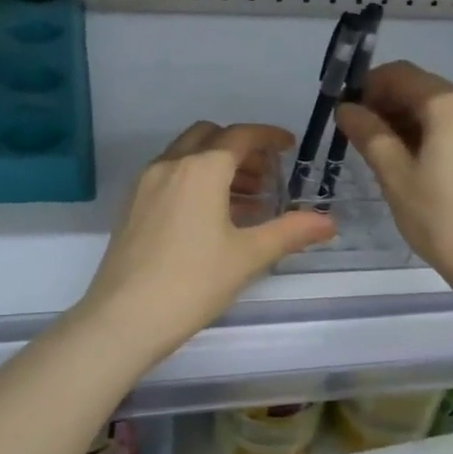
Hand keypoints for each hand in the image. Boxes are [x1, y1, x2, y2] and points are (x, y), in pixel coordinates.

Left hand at [78, 122, 334, 362]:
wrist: (124, 317)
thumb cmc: (193, 282)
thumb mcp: (248, 257)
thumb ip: (290, 232)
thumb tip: (328, 222)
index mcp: (201, 169)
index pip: (240, 136)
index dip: (268, 136)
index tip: (288, 146)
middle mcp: (169, 165)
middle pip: (209, 137)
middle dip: (240, 148)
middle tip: (265, 177)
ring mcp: (145, 184)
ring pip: (186, 156)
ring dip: (216, 165)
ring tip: (245, 202)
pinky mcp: (131, 206)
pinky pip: (169, 177)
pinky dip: (194, 181)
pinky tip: (210, 218)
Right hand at [335, 62, 452, 296]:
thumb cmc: (442, 219)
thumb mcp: (395, 176)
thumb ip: (369, 135)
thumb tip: (347, 109)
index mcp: (450, 105)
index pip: (400, 74)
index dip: (367, 87)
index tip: (347, 116)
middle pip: (422, 90)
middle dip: (387, 106)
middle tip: (360, 141)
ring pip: (440, 112)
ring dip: (407, 124)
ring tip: (385, 160)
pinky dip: (431, 138)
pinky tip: (417, 170)